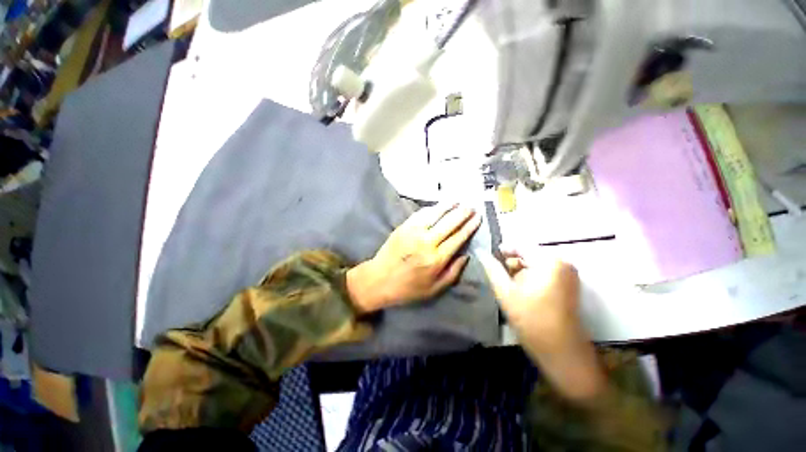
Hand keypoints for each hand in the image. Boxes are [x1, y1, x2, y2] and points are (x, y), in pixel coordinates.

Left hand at [347, 203, 481, 312]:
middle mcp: (426, 242)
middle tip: (471, 207)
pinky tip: (437, 206)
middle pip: (449, 223)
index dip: (469, 227)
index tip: (478, 218)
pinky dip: (431, 208)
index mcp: (436, 259)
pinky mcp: (403, 227)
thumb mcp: (435, 289)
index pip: (458, 237)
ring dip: (447, 206)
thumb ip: (453, 272)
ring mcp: (413, 232)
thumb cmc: (408, 288)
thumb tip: (466, 255)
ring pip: (434, 214)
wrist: (378, 280)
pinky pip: (420, 214)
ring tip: (457, 201)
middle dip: (462, 213)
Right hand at [479, 248, 606, 401]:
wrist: (562, 351)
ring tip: (507, 284)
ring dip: (520, 271)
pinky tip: (521, 290)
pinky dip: (531, 277)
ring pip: (536, 264)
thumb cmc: (531, 320)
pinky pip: (545, 272)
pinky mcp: (569, 284)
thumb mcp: (505, 292)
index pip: (520, 246)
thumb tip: (480, 252)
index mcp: (548, 261)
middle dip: (512, 263)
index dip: (503, 250)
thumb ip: (492, 269)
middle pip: (529, 254)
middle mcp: (562, 262)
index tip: (489, 257)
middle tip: (498, 275)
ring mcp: (568, 274)